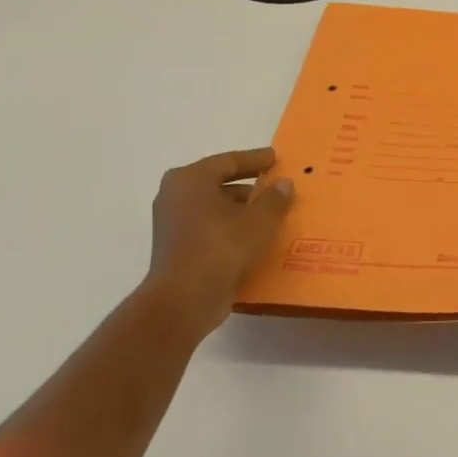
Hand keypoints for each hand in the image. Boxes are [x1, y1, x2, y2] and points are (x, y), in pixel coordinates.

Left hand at [140, 148, 294, 335]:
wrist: (185, 298)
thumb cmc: (222, 246)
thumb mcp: (260, 219)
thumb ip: (275, 198)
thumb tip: (284, 184)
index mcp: (191, 179)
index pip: (228, 161)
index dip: (255, 159)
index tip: (275, 158)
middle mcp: (175, 196)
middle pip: (218, 183)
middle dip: (249, 186)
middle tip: (275, 187)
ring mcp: (173, 224)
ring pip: (214, 209)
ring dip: (241, 211)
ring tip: (271, 215)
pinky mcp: (177, 249)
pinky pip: (210, 230)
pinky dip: (231, 230)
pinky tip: (255, 239)